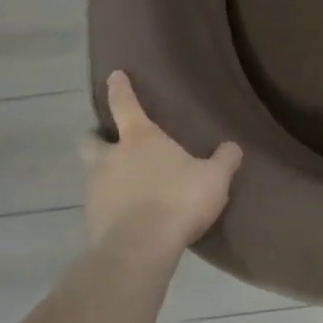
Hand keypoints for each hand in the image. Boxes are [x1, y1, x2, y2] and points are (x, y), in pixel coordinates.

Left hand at [81, 71, 242, 261]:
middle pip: (90, 140)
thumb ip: (224, 160)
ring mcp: (96, 189)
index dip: (120, 88)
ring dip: (105, 174)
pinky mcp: (92, 219)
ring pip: (93, 173)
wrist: (140, 248)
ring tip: (126, 184)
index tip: (114, 75)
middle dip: (95, 137)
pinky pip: (100, 204)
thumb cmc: (178, 200)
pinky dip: (111, 204)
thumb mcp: (214, 178)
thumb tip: (232, 147)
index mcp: (140, 139)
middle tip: (108, 141)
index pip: (125, 104)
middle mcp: (111, 158)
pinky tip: (128, 214)